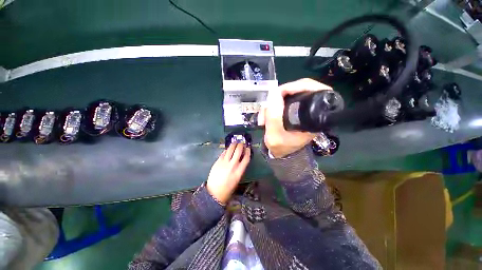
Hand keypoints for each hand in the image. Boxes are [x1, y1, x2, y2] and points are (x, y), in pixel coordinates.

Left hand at [206, 143, 250, 203]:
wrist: (214, 192)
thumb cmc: (228, 188)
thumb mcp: (237, 179)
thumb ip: (240, 168)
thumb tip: (241, 158)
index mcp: (239, 171)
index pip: (246, 158)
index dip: (248, 151)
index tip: (248, 148)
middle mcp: (232, 165)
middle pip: (238, 151)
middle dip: (241, 145)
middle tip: (241, 143)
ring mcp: (224, 162)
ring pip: (230, 149)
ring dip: (234, 144)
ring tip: (235, 142)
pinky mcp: (218, 161)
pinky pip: (223, 153)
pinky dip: (227, 150)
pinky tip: (228, 149)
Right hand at [258, 78, 332, 157]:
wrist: (282, 153)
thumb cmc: (281, 147)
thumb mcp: (274, 136)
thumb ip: (273, 117)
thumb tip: (274, 95)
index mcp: (314, 118)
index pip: (316, 90)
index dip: (298, 85)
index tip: (279, 92)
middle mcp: (312, 111)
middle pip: (301, 89)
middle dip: (280, 95)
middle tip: (267, 106)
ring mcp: (303, 110)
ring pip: (291, 94)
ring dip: (274, 102)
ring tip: (264, 116)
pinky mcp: (295, 111)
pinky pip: (285, 100)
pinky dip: (274, 104)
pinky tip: (267, 114)